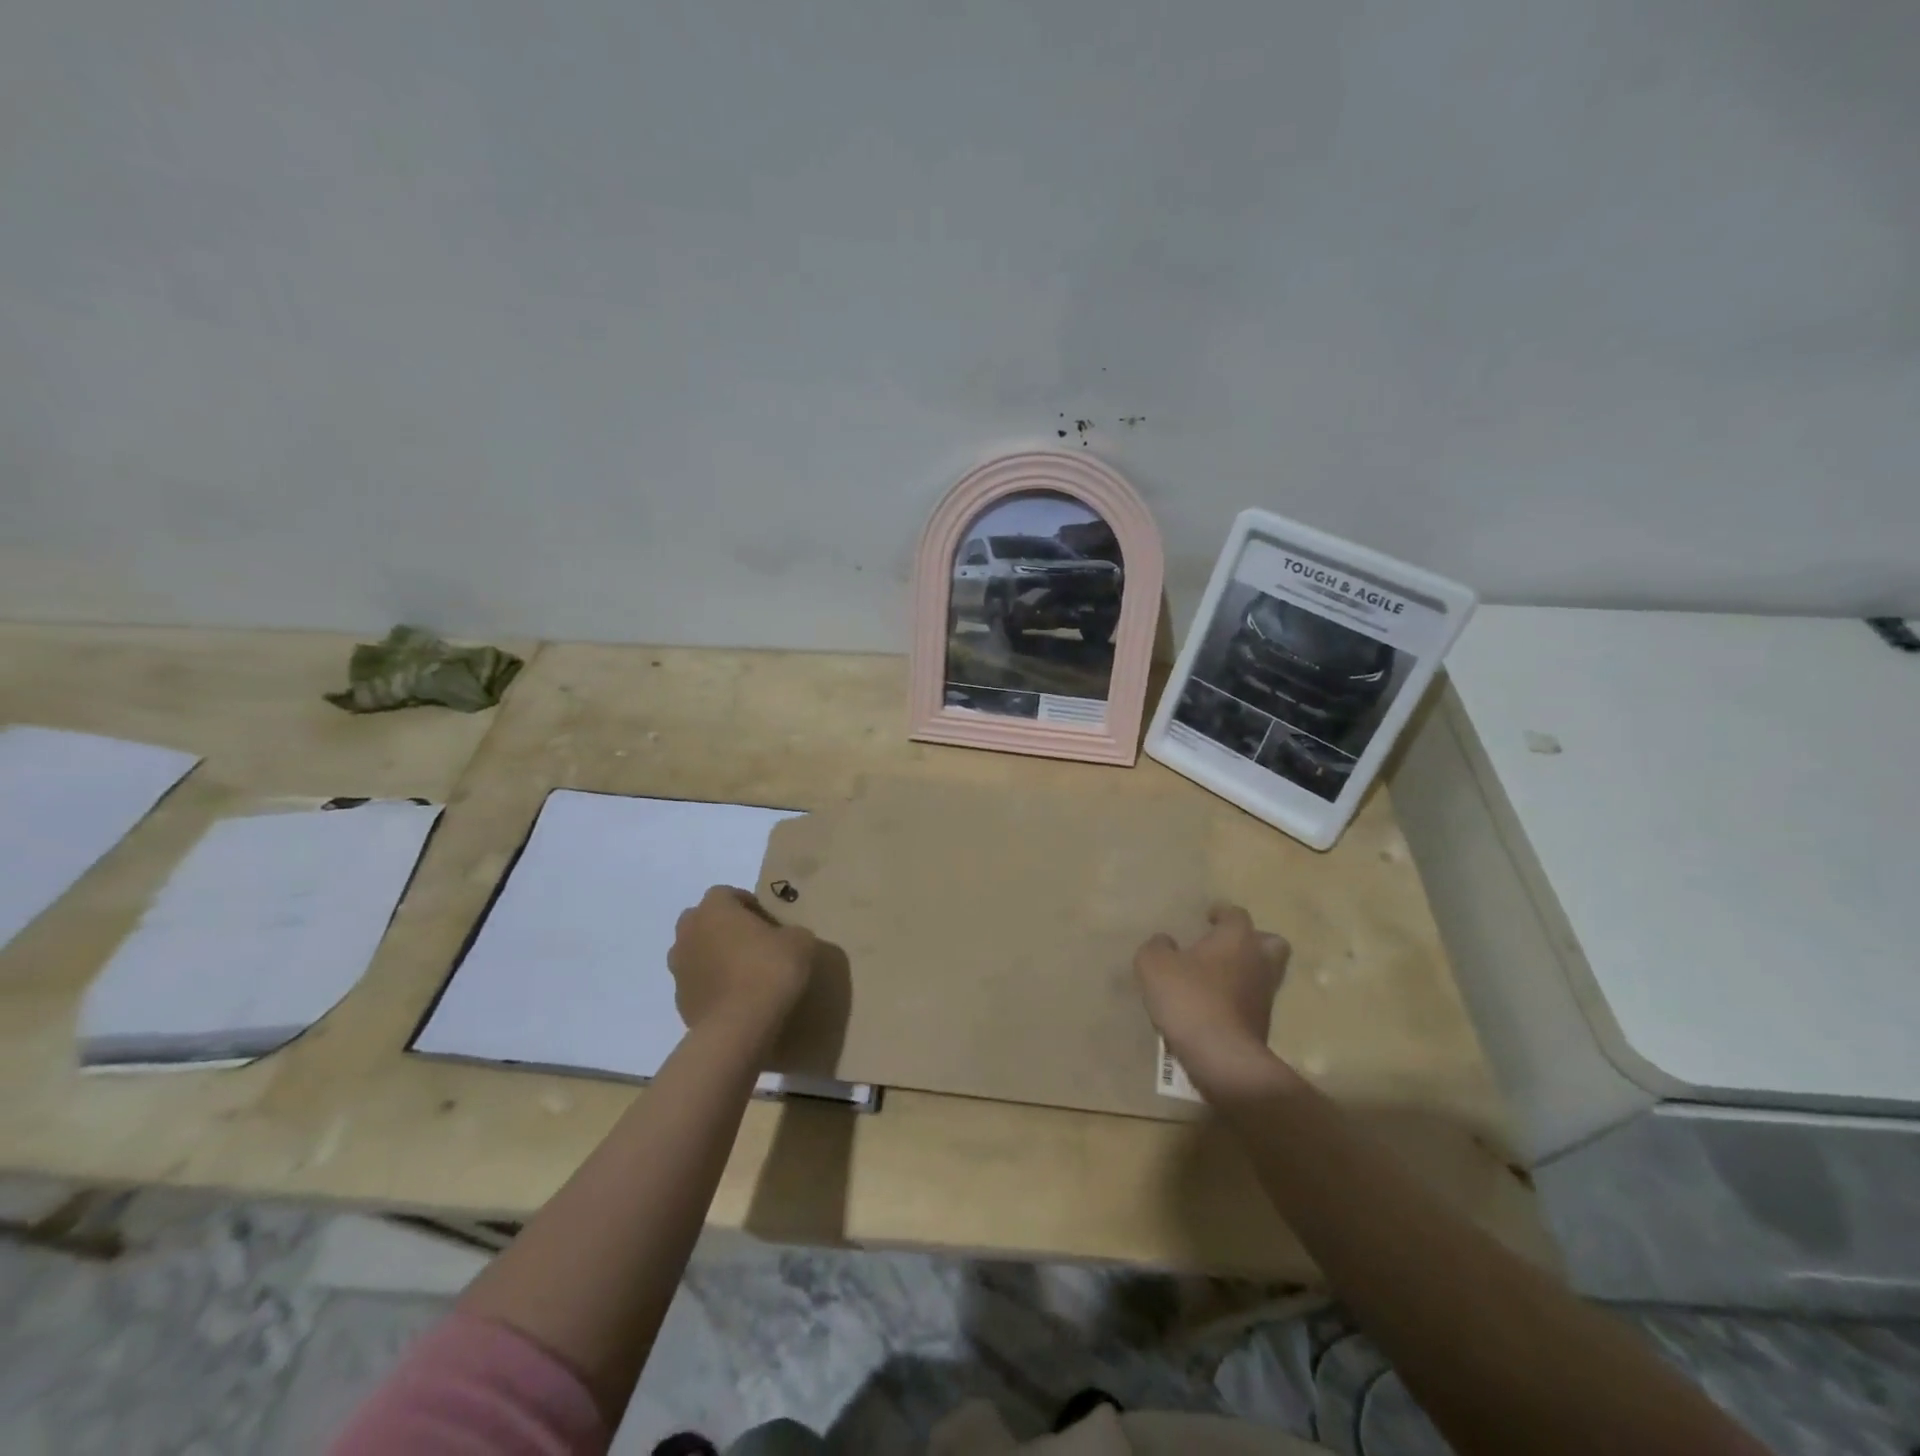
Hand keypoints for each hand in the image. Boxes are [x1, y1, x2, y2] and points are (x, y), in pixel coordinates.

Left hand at [668, 886, 817, 1047]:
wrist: (739, 1026)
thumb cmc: (769, 969)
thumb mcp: (800, 941)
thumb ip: (790, 932)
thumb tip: (787, 939)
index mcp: (714, 908)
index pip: (726, 893)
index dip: (746, 903)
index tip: (766, 919)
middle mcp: (688, 932)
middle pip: (702, 920)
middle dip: (723, 927)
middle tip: (751, 942)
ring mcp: (679, 968)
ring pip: (695, 952)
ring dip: (713, 957)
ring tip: (743, 973)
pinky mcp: (680, 1000)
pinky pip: (697, 983)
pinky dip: (711, 986)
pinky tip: (736, 999)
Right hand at [1135, 903, 1294, 1101]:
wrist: (1222, 1058)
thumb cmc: (1189, 999)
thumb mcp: (1154, 965)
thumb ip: (1157, 947)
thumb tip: (1165, 941)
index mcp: (1237, 939)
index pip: (1236, 914)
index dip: (1221, 913)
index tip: (1208, 916)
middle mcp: (1259, 962)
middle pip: (1270, 942)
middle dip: (1252, 941)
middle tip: (1225, 946)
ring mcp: (1265, 996)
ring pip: (1264, 974)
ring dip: (1245, 973)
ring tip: (1216, 979)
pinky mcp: (1263, 1026)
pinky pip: (1253, 1002)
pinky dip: (1239, 1000)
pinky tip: (1214, 1006)